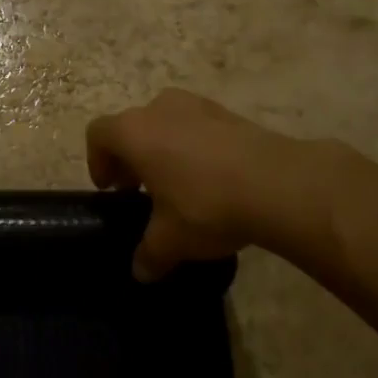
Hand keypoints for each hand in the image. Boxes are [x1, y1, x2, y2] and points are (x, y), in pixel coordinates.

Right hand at [87, 89, 295, 280]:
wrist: (279, 185)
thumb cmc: (206, 205)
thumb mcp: (170, 240)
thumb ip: (149, 253)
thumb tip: (140, 272)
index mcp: (133, 132)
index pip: (98, 135)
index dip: (98, 162)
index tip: (112, 190)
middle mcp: (160, 108)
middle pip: (133, 127)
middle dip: (132, 157)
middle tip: (142, 190)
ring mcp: (198, 106)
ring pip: (168, 123)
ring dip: (166, 149)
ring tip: (180, 185)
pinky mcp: (231, 113)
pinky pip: (200, 127)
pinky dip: (197, 147)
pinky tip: (214, 180)